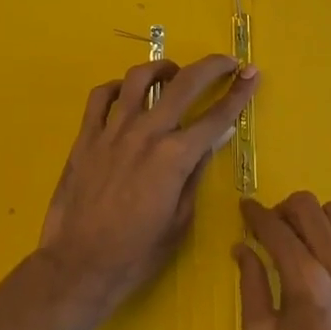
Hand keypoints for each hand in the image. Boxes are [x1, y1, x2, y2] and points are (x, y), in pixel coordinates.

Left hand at [38, 55, 259, 326]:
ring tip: (173, 72)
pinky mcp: (86, 136)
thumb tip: (211, 142)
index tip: (252, 73)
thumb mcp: (180, 221)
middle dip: (212, 67)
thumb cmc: (136, 254)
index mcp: (175, 157)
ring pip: (139, 78)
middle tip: (227, 62)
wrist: (78, 267)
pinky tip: (127, 93)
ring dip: (162, 68)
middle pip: (185, 83)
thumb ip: (195, 174)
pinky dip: (118, 87)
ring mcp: (112, 131)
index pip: (217, 116)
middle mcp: (146, 133)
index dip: (239, 92)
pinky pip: (101, 96)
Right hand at [236, 193, 330, 329]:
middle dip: (284, 210)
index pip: (275, 228)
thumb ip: (251, 285)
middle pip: (310, 208)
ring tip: (307, 244)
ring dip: (317, 222)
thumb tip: (243, 247)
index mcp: (306, 282)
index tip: (246, 209)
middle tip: (273, 228)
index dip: (255, 213)